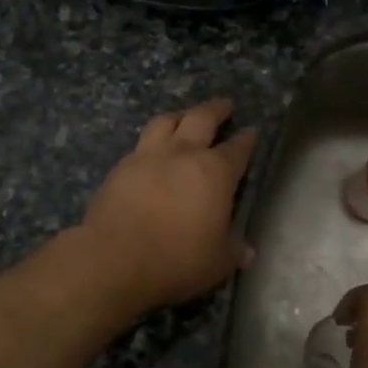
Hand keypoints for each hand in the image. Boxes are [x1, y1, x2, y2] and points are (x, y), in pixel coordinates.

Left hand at [79, 97, 258, 315]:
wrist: (114, 259)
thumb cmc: (177, 259)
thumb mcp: (217, 262)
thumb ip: (233, 251)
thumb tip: (247, 251)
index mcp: (214, 172)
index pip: (237, 149)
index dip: (247, 140)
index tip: (252, 131)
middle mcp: (182, 154)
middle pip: (201, 119)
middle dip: (216, 109)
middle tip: (224, 104)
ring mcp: (147, 156)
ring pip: (165, 122)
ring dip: (179, 115)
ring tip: (184, 116)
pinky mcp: (120, 168)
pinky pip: (140, 144)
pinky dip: (151, 141)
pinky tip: (151, 151)